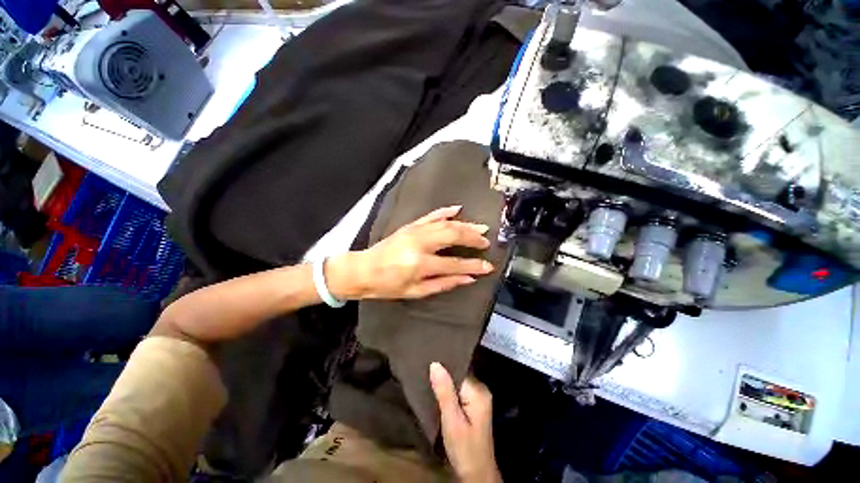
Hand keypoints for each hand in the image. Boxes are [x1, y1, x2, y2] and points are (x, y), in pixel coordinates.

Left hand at [327, 206, 494, 299]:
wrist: (364, 270)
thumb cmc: (388, 285)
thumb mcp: (416, 292)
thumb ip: (444, 284)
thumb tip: (467, 279)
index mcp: (420, 263)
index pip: (455, 264)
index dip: (474, 266)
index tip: (488, 266)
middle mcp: (420, 243)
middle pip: (453, 236)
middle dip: (473, 238)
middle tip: (486, 242)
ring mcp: (415, 231)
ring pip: (446, 223)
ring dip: (465, 225)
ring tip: (480, 228)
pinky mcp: (410, 226)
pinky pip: (431, 215)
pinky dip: (445, 211)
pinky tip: (457, 209)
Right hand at [430, 362, 500, 482]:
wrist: (476, 475)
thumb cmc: (464, 449)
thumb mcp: (452, 421)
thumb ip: (444, 392)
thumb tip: (435, 364)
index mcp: (478, 391)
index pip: (459, 369)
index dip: (444, 365)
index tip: (428, 360)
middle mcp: (481, 390)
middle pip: (459, 374)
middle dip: (443, 373)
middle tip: (425, 369)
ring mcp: (478, 398)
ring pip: (458, 382)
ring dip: (445, 382)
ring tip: (428, 376)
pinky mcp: (474, 405)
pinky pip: (459, 390)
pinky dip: (449, 390)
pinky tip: (437, 390)